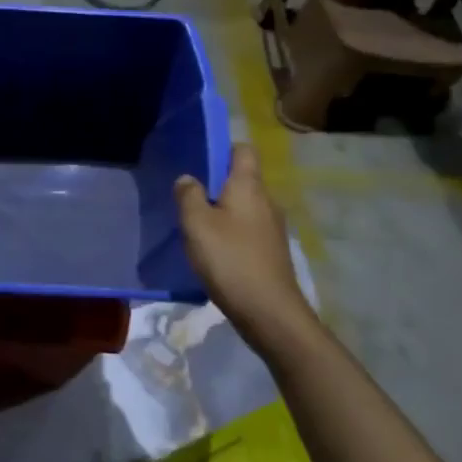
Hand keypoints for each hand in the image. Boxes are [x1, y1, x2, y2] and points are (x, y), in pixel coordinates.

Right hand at [175, 144, 315, 341]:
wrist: (269, 311)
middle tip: (189, 198)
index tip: (199, 161)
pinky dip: (232, 234)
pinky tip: (215, 252)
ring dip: (223, 212)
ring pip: (245, 207)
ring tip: (198, 227)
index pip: (243, 150)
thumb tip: (188, 178)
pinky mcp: (272, 251)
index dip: (223, 149)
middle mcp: (266, 201)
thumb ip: (188, 195)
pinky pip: (248, 230)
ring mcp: (273, 228)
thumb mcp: (197, 224)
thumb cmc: (230, 259)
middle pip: (243, 180)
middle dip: (218, 184)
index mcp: (249, 186)